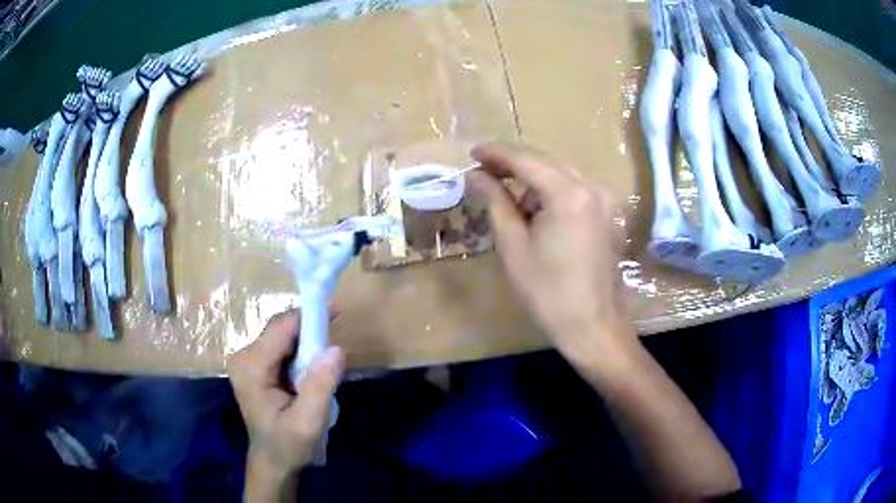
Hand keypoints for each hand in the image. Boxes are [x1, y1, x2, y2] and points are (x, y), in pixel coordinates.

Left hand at [228, 309, 344, 478]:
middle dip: (309, 331)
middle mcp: (243, 357)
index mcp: (251, 367)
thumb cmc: (288, 445)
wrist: (273, 462)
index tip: (336, 312)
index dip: (307, 317)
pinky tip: (312, 368)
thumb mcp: (308, 422)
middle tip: (335, 343)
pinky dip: (300, 352)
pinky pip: (281, 347)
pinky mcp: (255, 366)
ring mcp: (247, 361)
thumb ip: (320, 386)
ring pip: (281, 336)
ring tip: (326, 359)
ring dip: (306, 342)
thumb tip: (336, 348)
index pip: (280, 329)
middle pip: (280, 329)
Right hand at [469, 143, 633, 364]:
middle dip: (515, 166)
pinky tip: (541, 216)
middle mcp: (592, 188)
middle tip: (486, 175)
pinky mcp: (611, 214)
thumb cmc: (547, 291)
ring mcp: (606, 200)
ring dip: (536, 183)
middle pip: (547, 163)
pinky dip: (555, 195)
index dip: (496, 154)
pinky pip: (577, 191)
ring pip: (562, 176)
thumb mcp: (514, 245)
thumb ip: (496, 201)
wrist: (592, 325)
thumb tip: (477, 175)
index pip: (526, 160)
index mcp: (568, 194)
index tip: (473, 152)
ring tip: (516, 209)